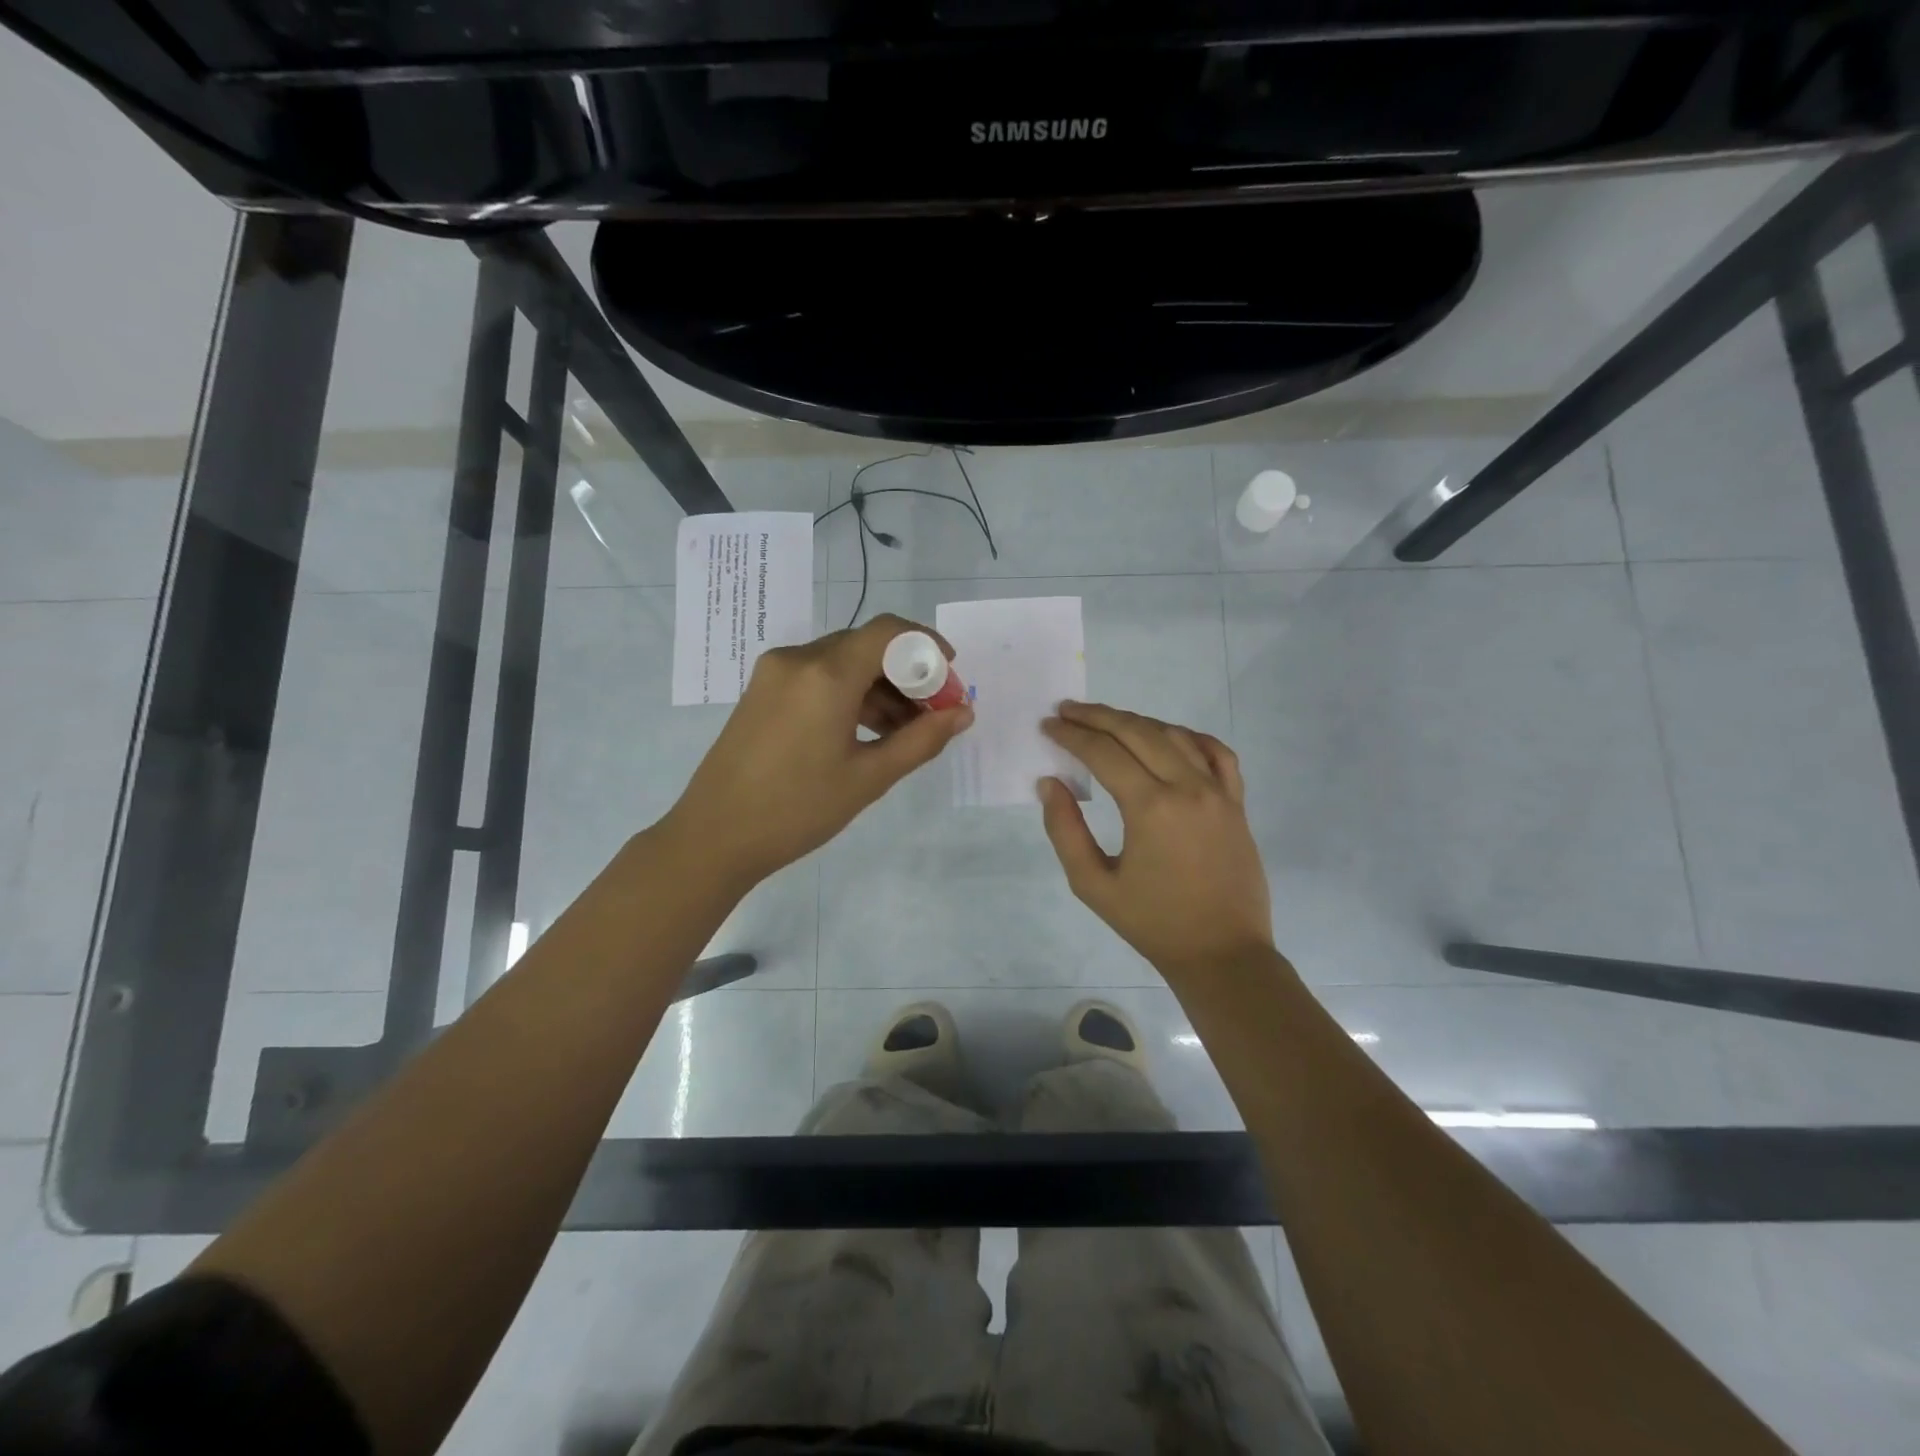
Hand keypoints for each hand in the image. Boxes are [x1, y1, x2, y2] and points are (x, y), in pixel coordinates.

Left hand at [662, 614, 973, 887]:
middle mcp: (798, 659)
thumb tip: (963, 714)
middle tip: (935, 713)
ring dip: (880, 687)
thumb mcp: (869, 777)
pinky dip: (850, 694)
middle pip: (867, 646)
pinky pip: (818, 677)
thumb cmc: (797, 810)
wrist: (714, 836)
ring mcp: (775, 673)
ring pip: (843, 662)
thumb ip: (922, 740)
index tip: (951, 675)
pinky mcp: (763, 691)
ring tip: (906, 732)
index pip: (888, 632)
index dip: (927, 645)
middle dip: (908, 673)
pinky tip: (868, 731)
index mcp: (825, 675)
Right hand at [1039, 702, 1274, 980]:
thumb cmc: (1153, 923)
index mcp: (1150, 807)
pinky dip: (1189, 737)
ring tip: (1107, 720)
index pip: (1103, 753)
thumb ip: (1065, 830)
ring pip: (1174, 735)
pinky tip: (1169, 736)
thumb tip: (1050, 784)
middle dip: (1097, 717)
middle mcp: (1187, 787)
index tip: (1048, 726)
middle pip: (1137, 732)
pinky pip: (1217, 753)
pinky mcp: (1236, 803)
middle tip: (1068, 710)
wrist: (1222, 953)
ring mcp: (1218, 792)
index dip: (1071, 735)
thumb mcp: (1093, 884)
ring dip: (1136, 722)